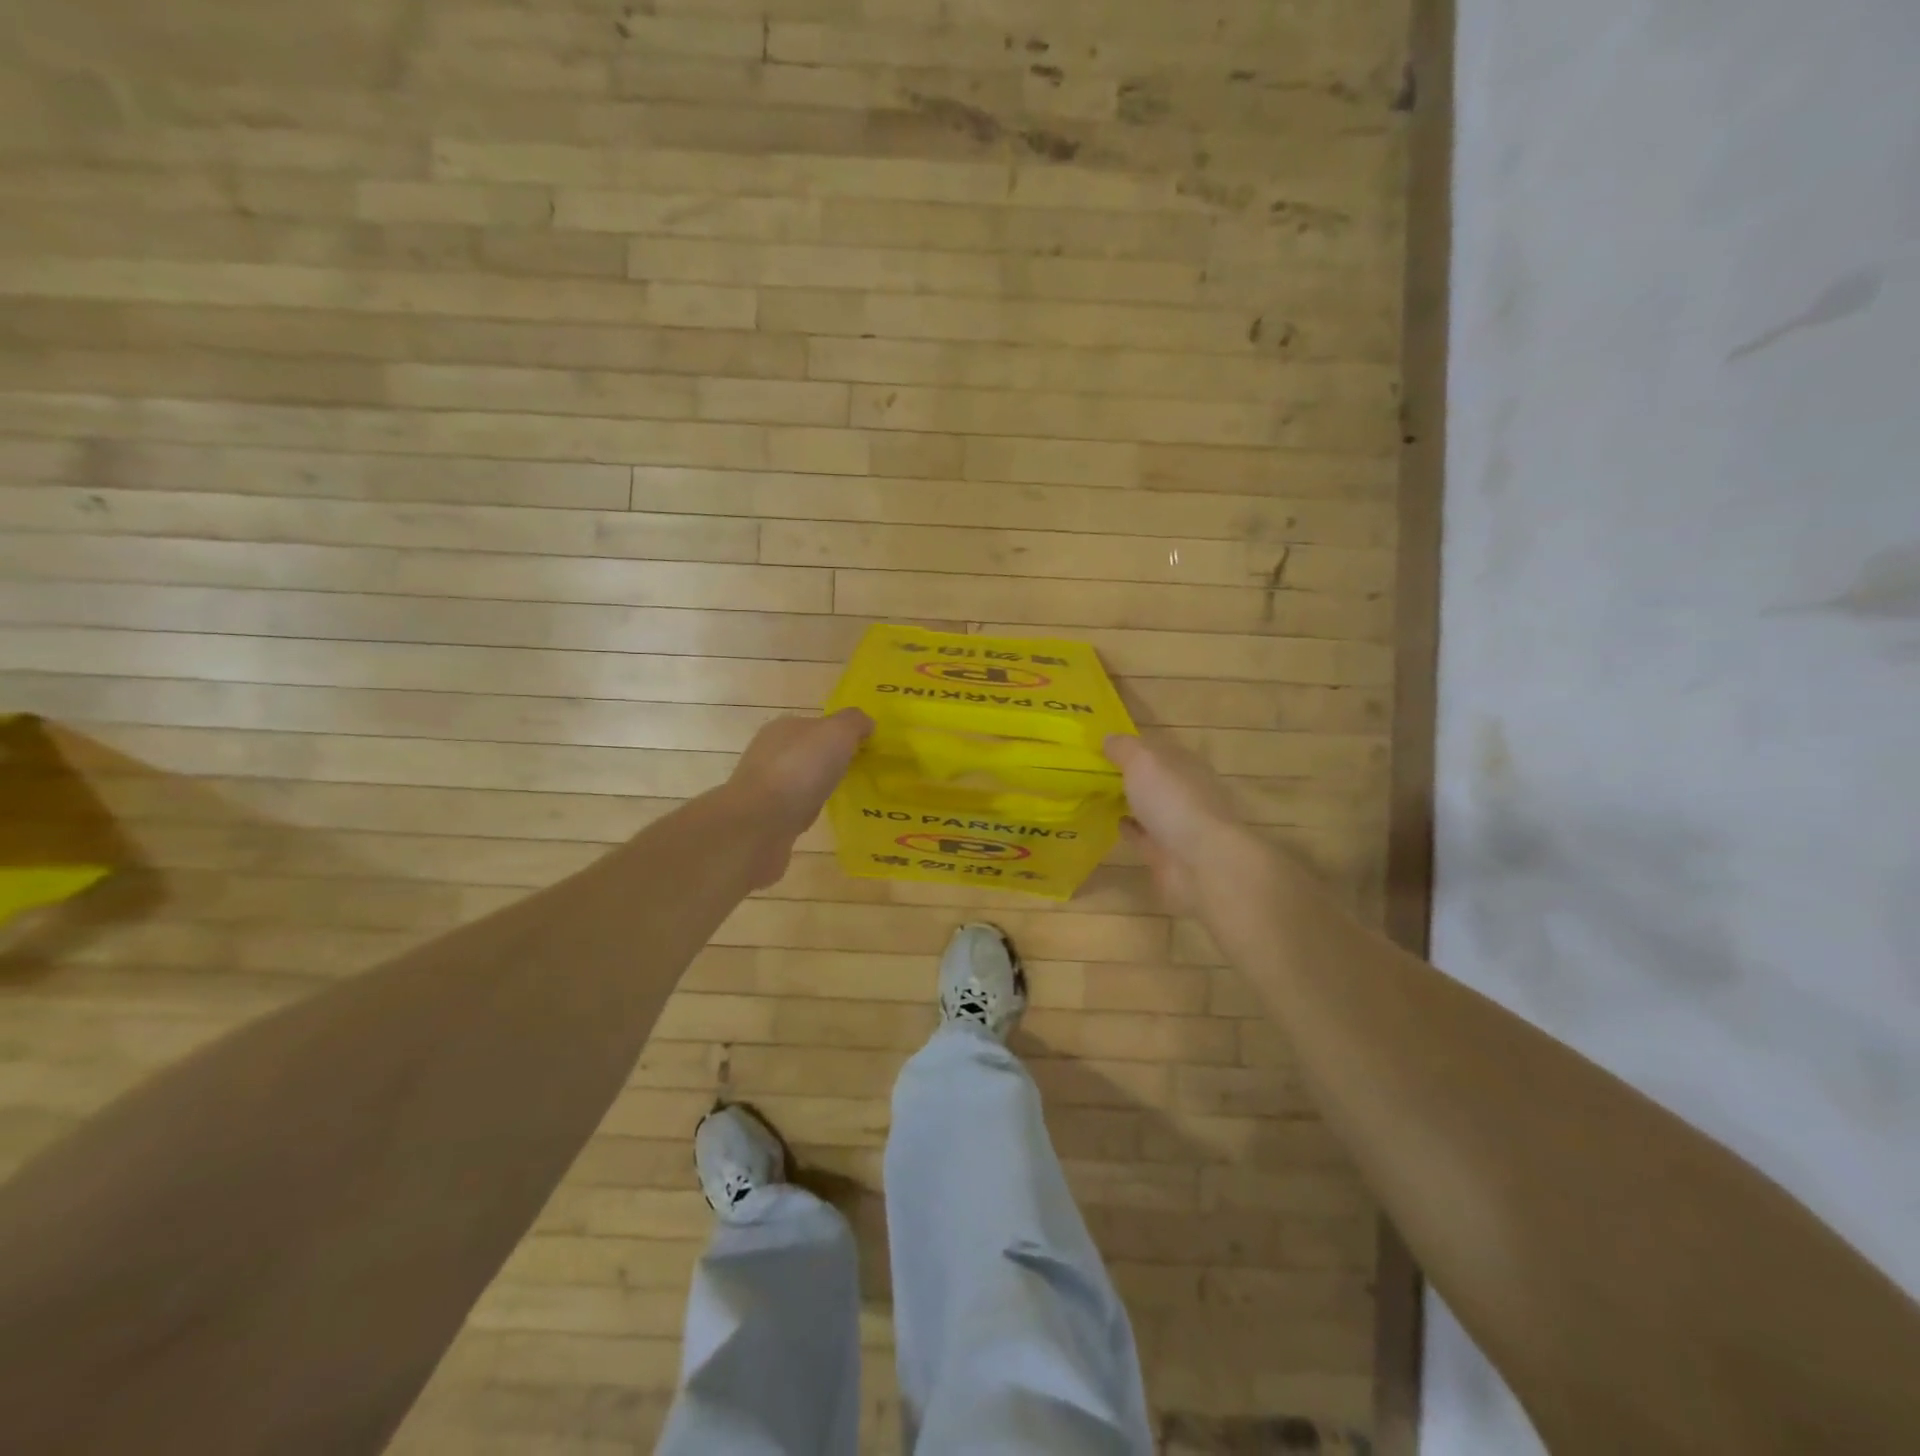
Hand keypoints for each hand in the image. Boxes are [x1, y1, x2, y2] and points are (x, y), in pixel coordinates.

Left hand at [724, 709, 871, 886]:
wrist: (759, 823)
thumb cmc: (800, 769)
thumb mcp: (837, 733)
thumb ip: (854, 723)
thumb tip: (866, 723)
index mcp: (784, 727)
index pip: (816, 724)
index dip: (840, 734)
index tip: (863, 750)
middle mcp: (769, 751)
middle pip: (806, 751)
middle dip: (828, 760)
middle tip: (856, 773)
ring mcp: (763, 784)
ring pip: (798, 779)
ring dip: (816, 785)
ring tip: (841, 796)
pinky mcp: (762, 814)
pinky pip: (792, 805)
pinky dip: (806, 808)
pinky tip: (819, 817)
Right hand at [1104, 732, 1264, 916]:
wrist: (1200, 863)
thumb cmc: (1173, 801)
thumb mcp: (1143, 762)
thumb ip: (1124, 748)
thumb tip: (1107, 737)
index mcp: (1186, 764)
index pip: (1157, 748)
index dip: (1131, 745)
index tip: (1101, 745)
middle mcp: (1185, 791)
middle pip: (1153, 778)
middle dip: (1129, 774)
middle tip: (1091, 770)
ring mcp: (1177, 823)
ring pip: (1148, 806)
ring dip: (1128, 801)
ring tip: (1095, 794)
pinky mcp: (1166, 852)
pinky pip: (1142, 835)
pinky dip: (1128, 828)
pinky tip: (1108, 822)